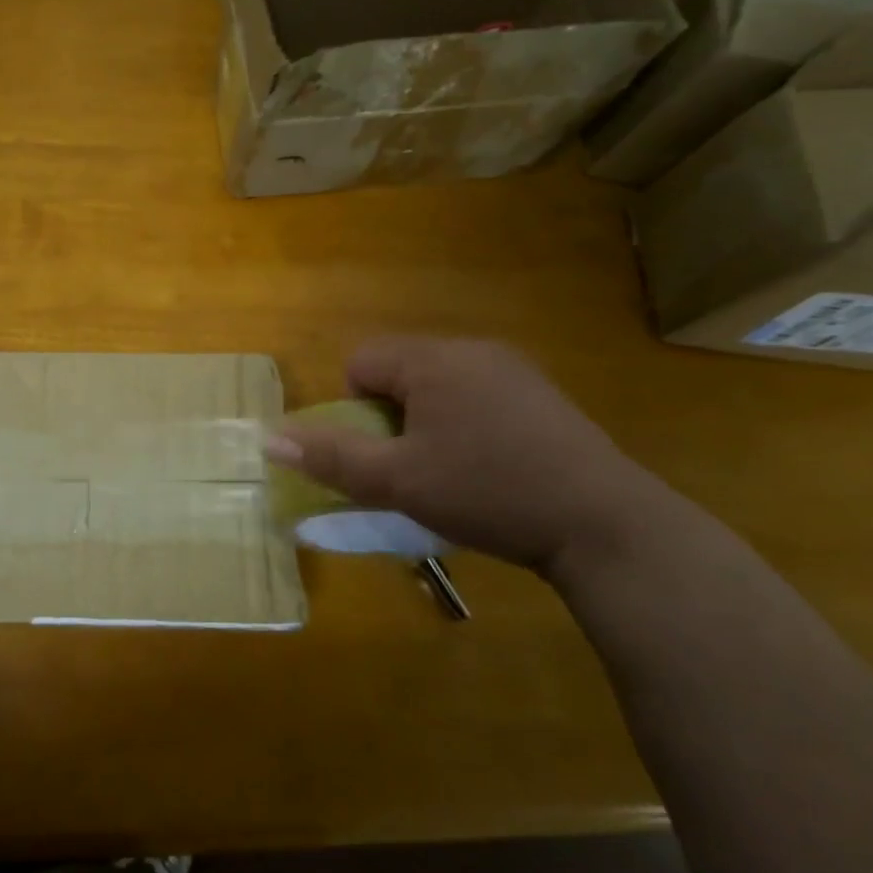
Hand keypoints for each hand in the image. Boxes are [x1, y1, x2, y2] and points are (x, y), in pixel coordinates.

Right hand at [266, 337, 652, 574]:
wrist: (601, 523)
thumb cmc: (486, 493)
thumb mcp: (398, 482)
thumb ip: (332, 458)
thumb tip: (270, 440)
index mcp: (432, 360)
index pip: (361, 362)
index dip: (357, 411)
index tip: (386, 454)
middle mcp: (471, 349)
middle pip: (399, 370)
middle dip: (392, 416)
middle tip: (415, 467)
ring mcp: (512, 367)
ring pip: (439, 384)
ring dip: (428, 420)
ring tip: (454, 471)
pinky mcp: (541, 393)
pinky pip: (477, 394)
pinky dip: (468, 422)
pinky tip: (494, 466)